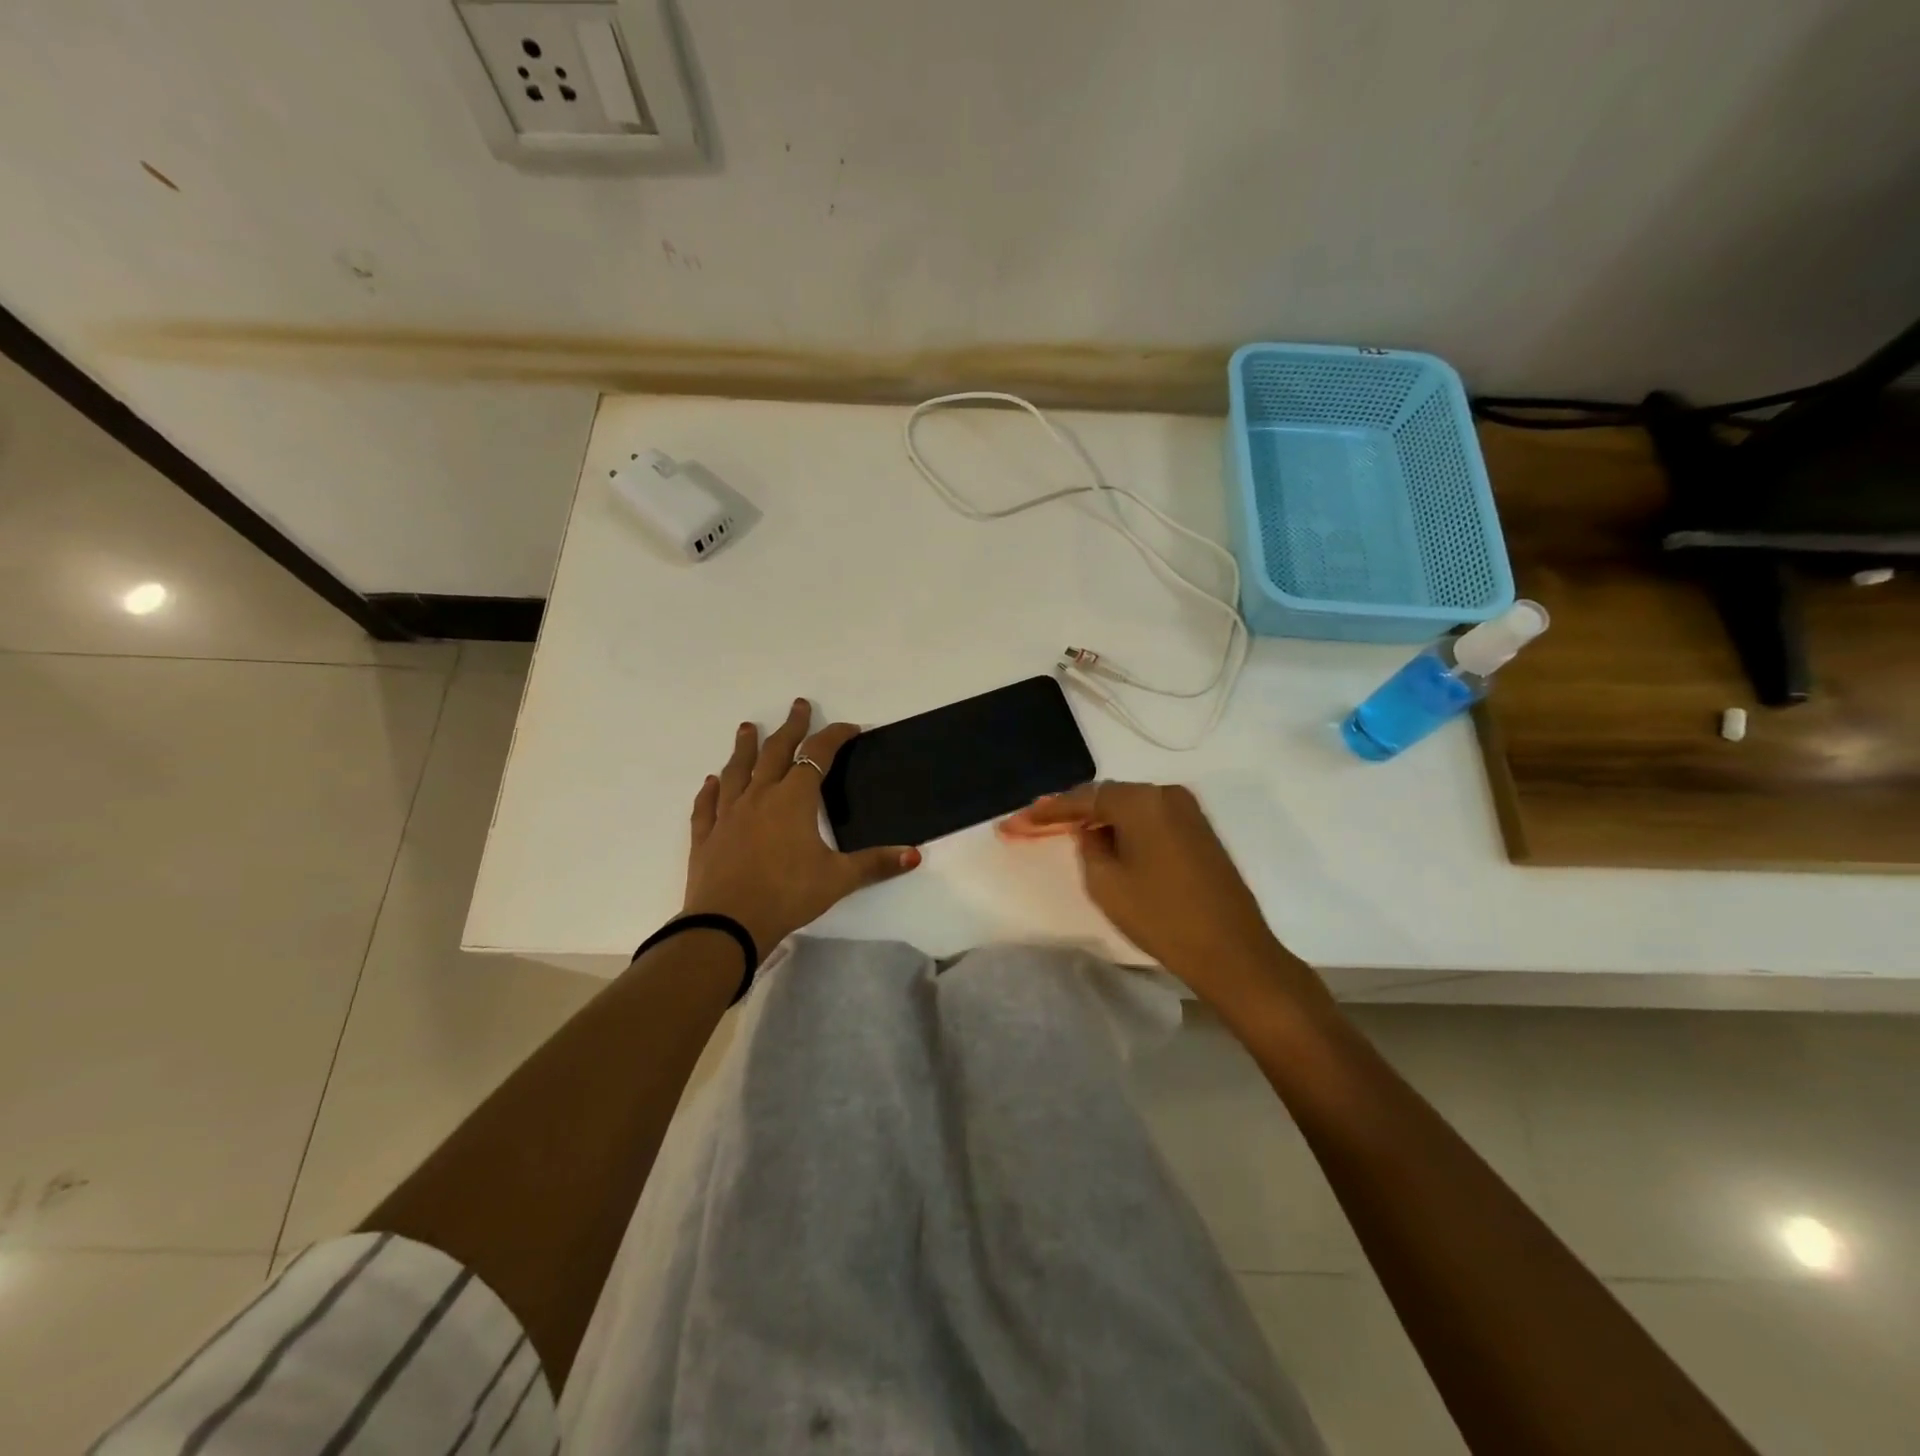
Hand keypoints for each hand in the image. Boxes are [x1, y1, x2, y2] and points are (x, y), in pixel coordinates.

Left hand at [684, 698, 920, 954]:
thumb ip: (875, 864)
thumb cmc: (787, 895)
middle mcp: (759, 797)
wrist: (727, 924)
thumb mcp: (837, 879)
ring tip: (746, 728)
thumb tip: (915, 854)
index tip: (850, 727)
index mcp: (793, 800)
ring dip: (744, 747)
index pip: (817, 756)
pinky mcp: (706, 836)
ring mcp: (728, 815)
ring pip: (737, 771)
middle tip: (798, 706)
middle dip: (790, 727)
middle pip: (776, 752)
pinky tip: (710, 782)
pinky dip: (710, 790)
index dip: (835, 737)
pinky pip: (707, 805)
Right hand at [1002, 782, 1323, 1011]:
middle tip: (1039, 824)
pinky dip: (1128, 828)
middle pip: (1109, 796)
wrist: (1232, 951)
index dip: (1049, 810)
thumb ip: (1089, 845)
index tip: (1018, 820)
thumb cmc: (1161, 916)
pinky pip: (1152, 820)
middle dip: (1074, 811)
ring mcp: (1189, 811)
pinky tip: (1110, 840)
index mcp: (1142, 800)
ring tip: (1069, 832)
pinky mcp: (1201, 832)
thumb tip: (1093, 830)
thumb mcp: (1106, 883)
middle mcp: (1167, 794)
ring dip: (1102, 819)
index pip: (1085, 798)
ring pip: (1132, 808)